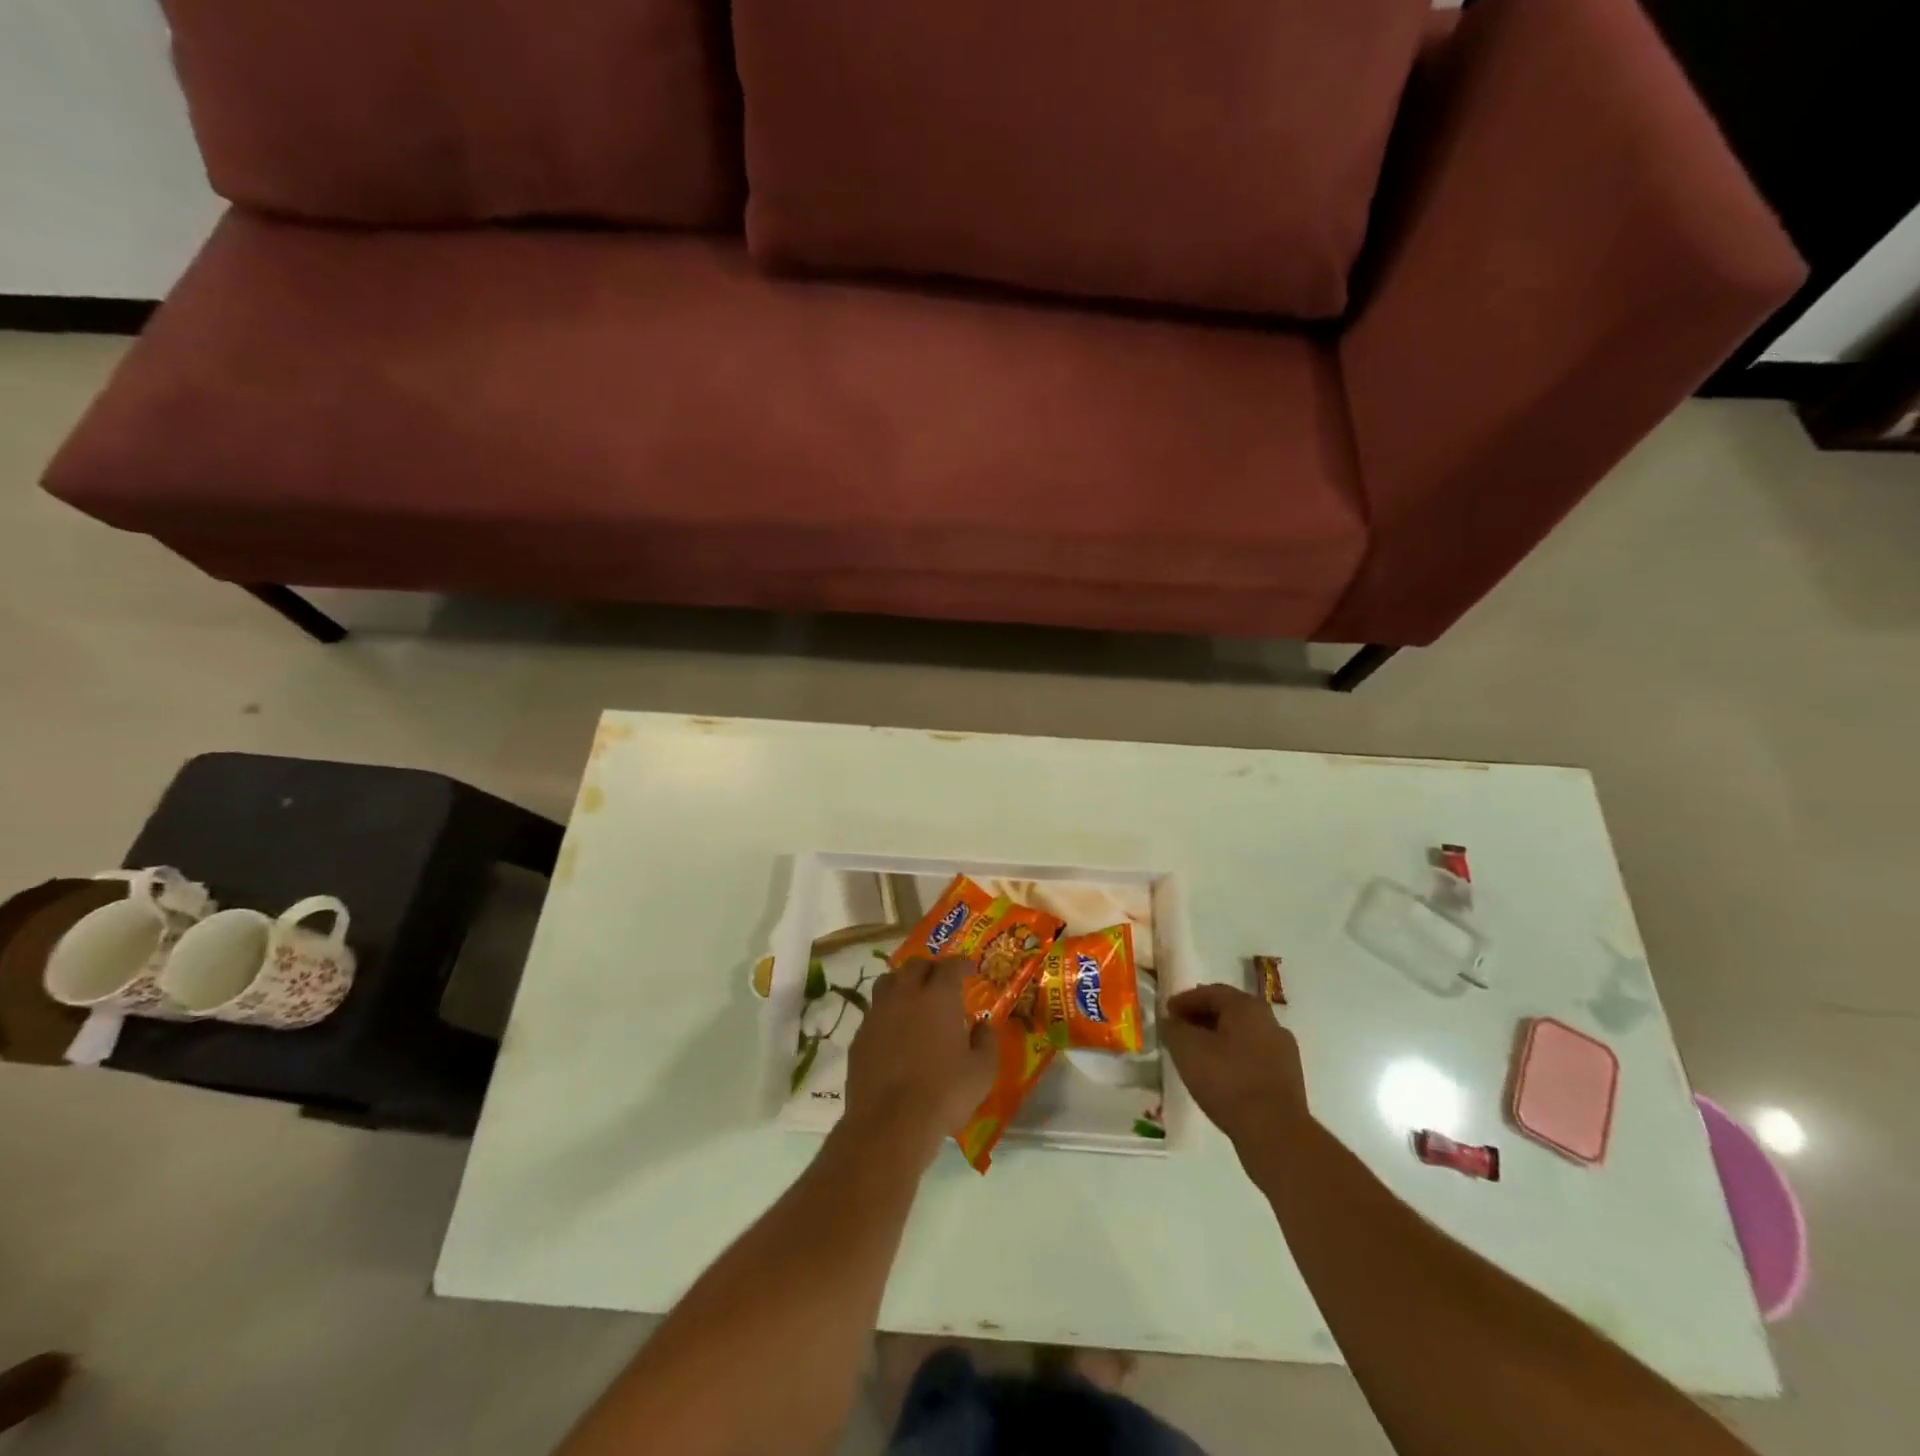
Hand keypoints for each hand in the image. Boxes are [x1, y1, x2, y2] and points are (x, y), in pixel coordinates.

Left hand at [841, 958, 995, 1165]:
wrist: (890, 1123)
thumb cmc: (944, 1094)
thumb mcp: (981, 1071)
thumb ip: (986, 1042)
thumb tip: (983, 1026)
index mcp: (938, 996)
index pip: (950, 965)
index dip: (962, 963)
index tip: (970, 969)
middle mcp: (906, 995)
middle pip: (916, 966)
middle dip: (931, 968)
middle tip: (941, 981)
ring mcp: (878, 1013)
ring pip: (889, 981)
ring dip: (903, 982)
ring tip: (913, 997)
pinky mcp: (860, 1035)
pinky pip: (874, 1010)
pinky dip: (887, 1011)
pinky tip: (894, 1029)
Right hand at [1162, 984, 1308, 1152]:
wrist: (1275, 1132)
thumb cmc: (1227, 1081)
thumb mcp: (1186, 1049)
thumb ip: (1174, 1028)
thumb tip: (1172, 1021)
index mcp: (1247, 1006)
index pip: (1211, 992)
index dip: (1185, 1000)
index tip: (1167, 1012)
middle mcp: (1270, 1021)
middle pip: (1230, 1011)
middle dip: (1202, 1018)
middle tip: (1181, 1030)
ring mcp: (1284, 1050)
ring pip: (1243, 1035)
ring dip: (1219, 1039)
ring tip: (1198, 1055)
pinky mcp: (1289, 1077)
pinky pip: (1254, 1057)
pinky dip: (1234, 1058)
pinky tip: (1220, 1076)